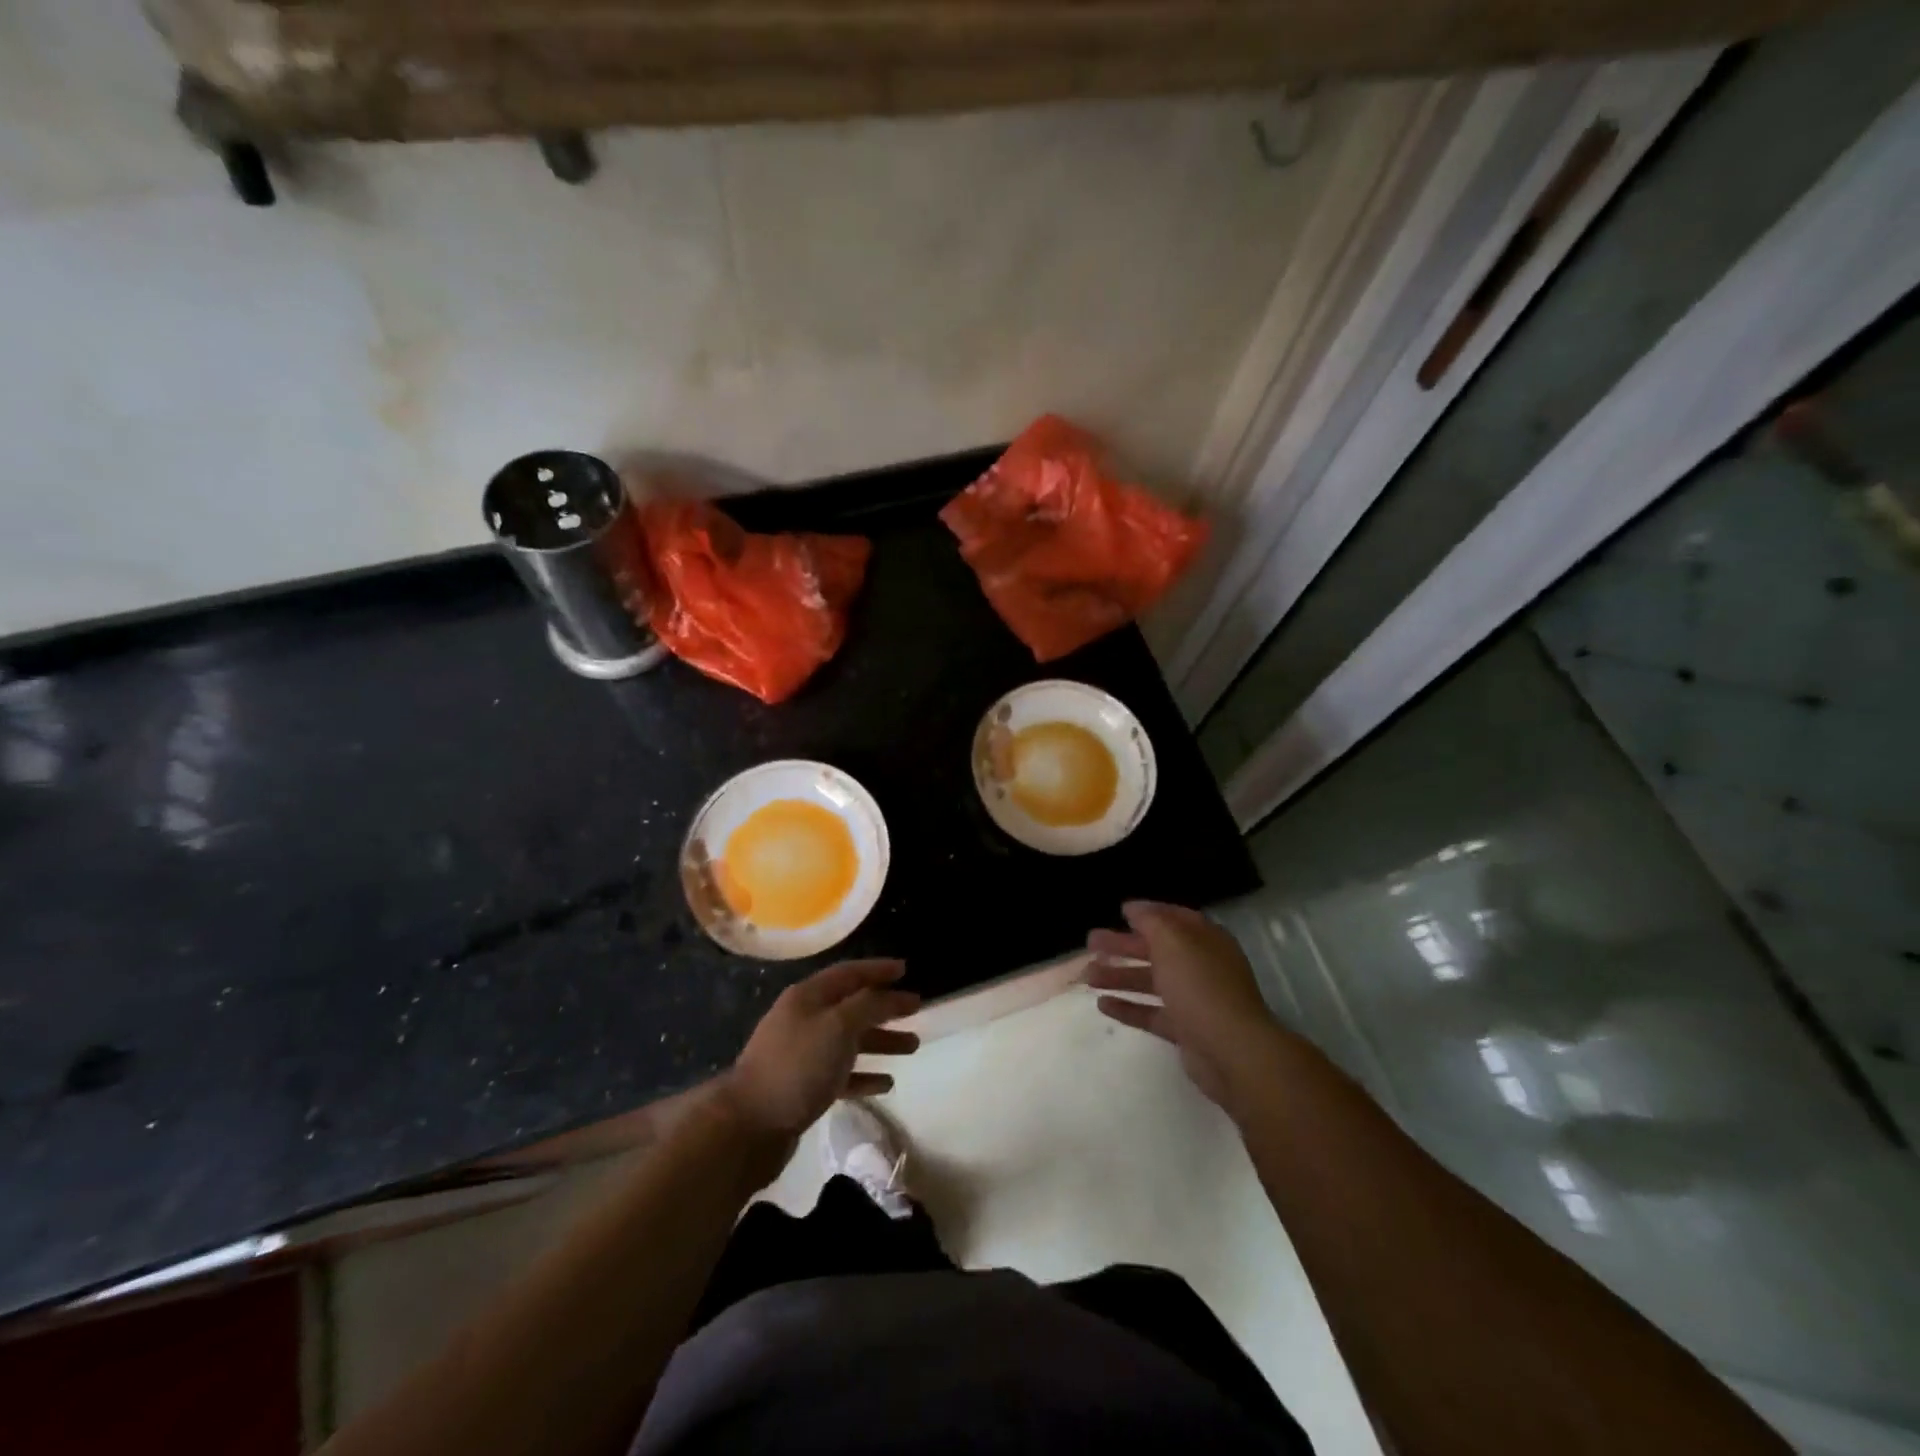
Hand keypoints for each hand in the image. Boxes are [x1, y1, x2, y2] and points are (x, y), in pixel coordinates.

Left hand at [719, 959, 920, 1139]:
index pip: (849, 973)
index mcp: (808, 997)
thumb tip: (889, 994)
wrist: (749, 1126)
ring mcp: (802, 1054)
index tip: (906, 970)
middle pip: (852, 1006)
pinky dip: (865, 1074)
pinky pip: (841, 1073)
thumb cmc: (798, 1066)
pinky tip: (887, 1083)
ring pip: (850, 1040)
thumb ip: (868, 1006)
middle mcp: (804, 1019)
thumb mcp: (838, 1026)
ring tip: (913, 1046)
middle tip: (917, 1009)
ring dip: (881, 1040)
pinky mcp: (803, 1087)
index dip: (878, 969)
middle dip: (885, 1007)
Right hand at [1086, 901, 1279, 1110]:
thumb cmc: (1200, 985)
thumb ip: (1150, 920)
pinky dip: (1128, 1007)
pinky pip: (1151, 1013)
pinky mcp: (1184, 1029)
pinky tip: (1102, 1005)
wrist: (1231, 1050)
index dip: (1147, 913)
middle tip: (1091, 942)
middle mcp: (1200, 965)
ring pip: (1150, 981)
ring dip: (1119, 976)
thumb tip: (1133, 907)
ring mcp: (1193, 999)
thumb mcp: (1172, 941)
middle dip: (1123, 945)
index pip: (1174, 918)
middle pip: (1156, 949)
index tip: (1119, 911)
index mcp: (1204, 939)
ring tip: (1087, 976)